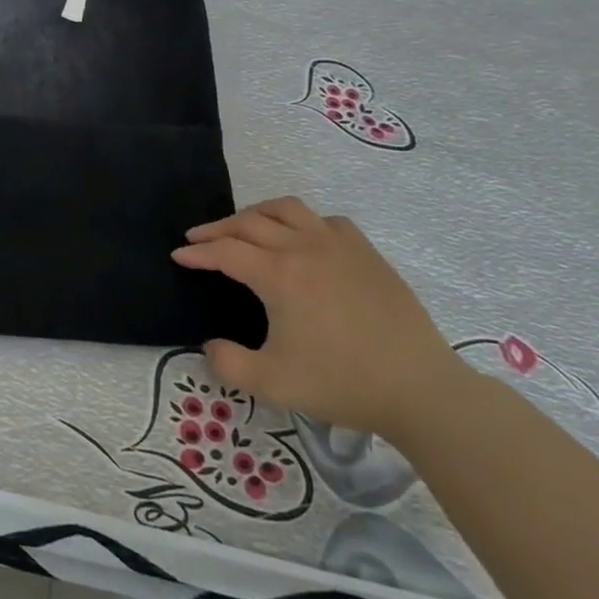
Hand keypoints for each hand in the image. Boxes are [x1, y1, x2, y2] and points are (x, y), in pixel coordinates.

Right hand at [172, 197, 465, 437]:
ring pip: (288, 209)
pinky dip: (302, 223)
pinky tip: (301, 239)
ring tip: (243, 228)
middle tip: (198, 239)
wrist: (420, 389)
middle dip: (217, 228)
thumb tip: (210, 345)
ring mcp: (340, 246)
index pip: (225, 251)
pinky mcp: (367, 254)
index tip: (178, 256)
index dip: (197, 253)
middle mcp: (305, 248)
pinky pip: (325, 221)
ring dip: (257, 214)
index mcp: (279, 275)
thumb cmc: (342, 383)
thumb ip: (227, 363)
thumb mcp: (271, 383)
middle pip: (250, 222)